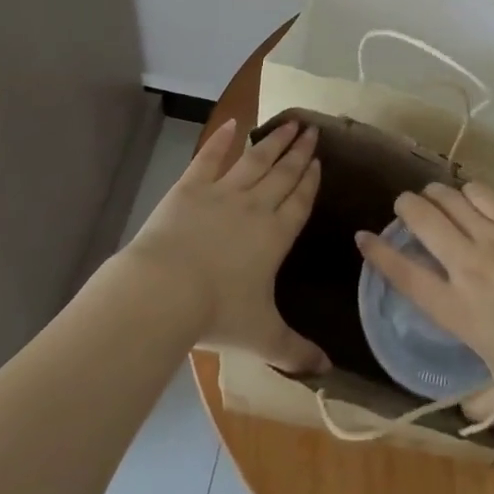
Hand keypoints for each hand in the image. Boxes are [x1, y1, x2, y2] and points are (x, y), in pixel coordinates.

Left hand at [123, 118, 327, 373]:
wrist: (164, 290)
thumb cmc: (216, 314)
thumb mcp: (262, 338)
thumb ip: (296, 350)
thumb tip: (328, 371)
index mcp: (275, 235)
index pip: (299, 200)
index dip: (310, 180)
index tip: (319, 160)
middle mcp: (255, 206)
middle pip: (282, 173)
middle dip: (299, 151)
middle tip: (312, 129)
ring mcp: (222, 192)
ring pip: (255, 160)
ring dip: (273, 140)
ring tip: (289, 122)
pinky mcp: (191, 187)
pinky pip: (210, 157)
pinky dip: (221, 139)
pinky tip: (232, 123)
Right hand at [357, 181, 493, 422]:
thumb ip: (479, 408)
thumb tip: (461, 411)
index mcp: (457, 311)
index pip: (403, 274)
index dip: (377, 253)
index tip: (362, 237)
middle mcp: (466, 267)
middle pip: (419, 220)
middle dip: (404, 207)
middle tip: (404, 209)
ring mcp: (492, 237)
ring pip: (447, 199)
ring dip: (433, 195)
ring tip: (432, 198)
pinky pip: (480, 192)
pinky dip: (467, 191)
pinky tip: (470, 198)